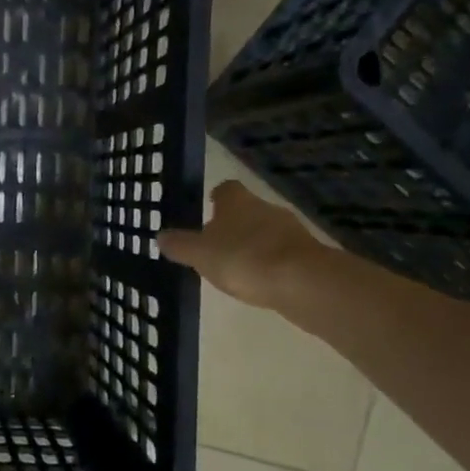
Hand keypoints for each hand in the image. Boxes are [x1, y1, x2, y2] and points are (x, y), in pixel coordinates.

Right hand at [160, 180, 323, 308]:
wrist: (302, 281)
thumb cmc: (243, 259)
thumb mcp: (200, 255)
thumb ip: (180, 245)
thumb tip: (160, 235)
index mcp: (237, 202)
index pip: (226, 189)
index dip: (216, 197)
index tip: (209, 207)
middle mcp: (265, 207)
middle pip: (247, 210)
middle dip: (234, 225)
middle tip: (217, 244)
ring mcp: (291, 230)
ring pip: (266, 231)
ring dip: (254, 244)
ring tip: (238, 267)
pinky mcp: (308, 253)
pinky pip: (283, 253)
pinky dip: (271, 262)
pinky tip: (262, 281)